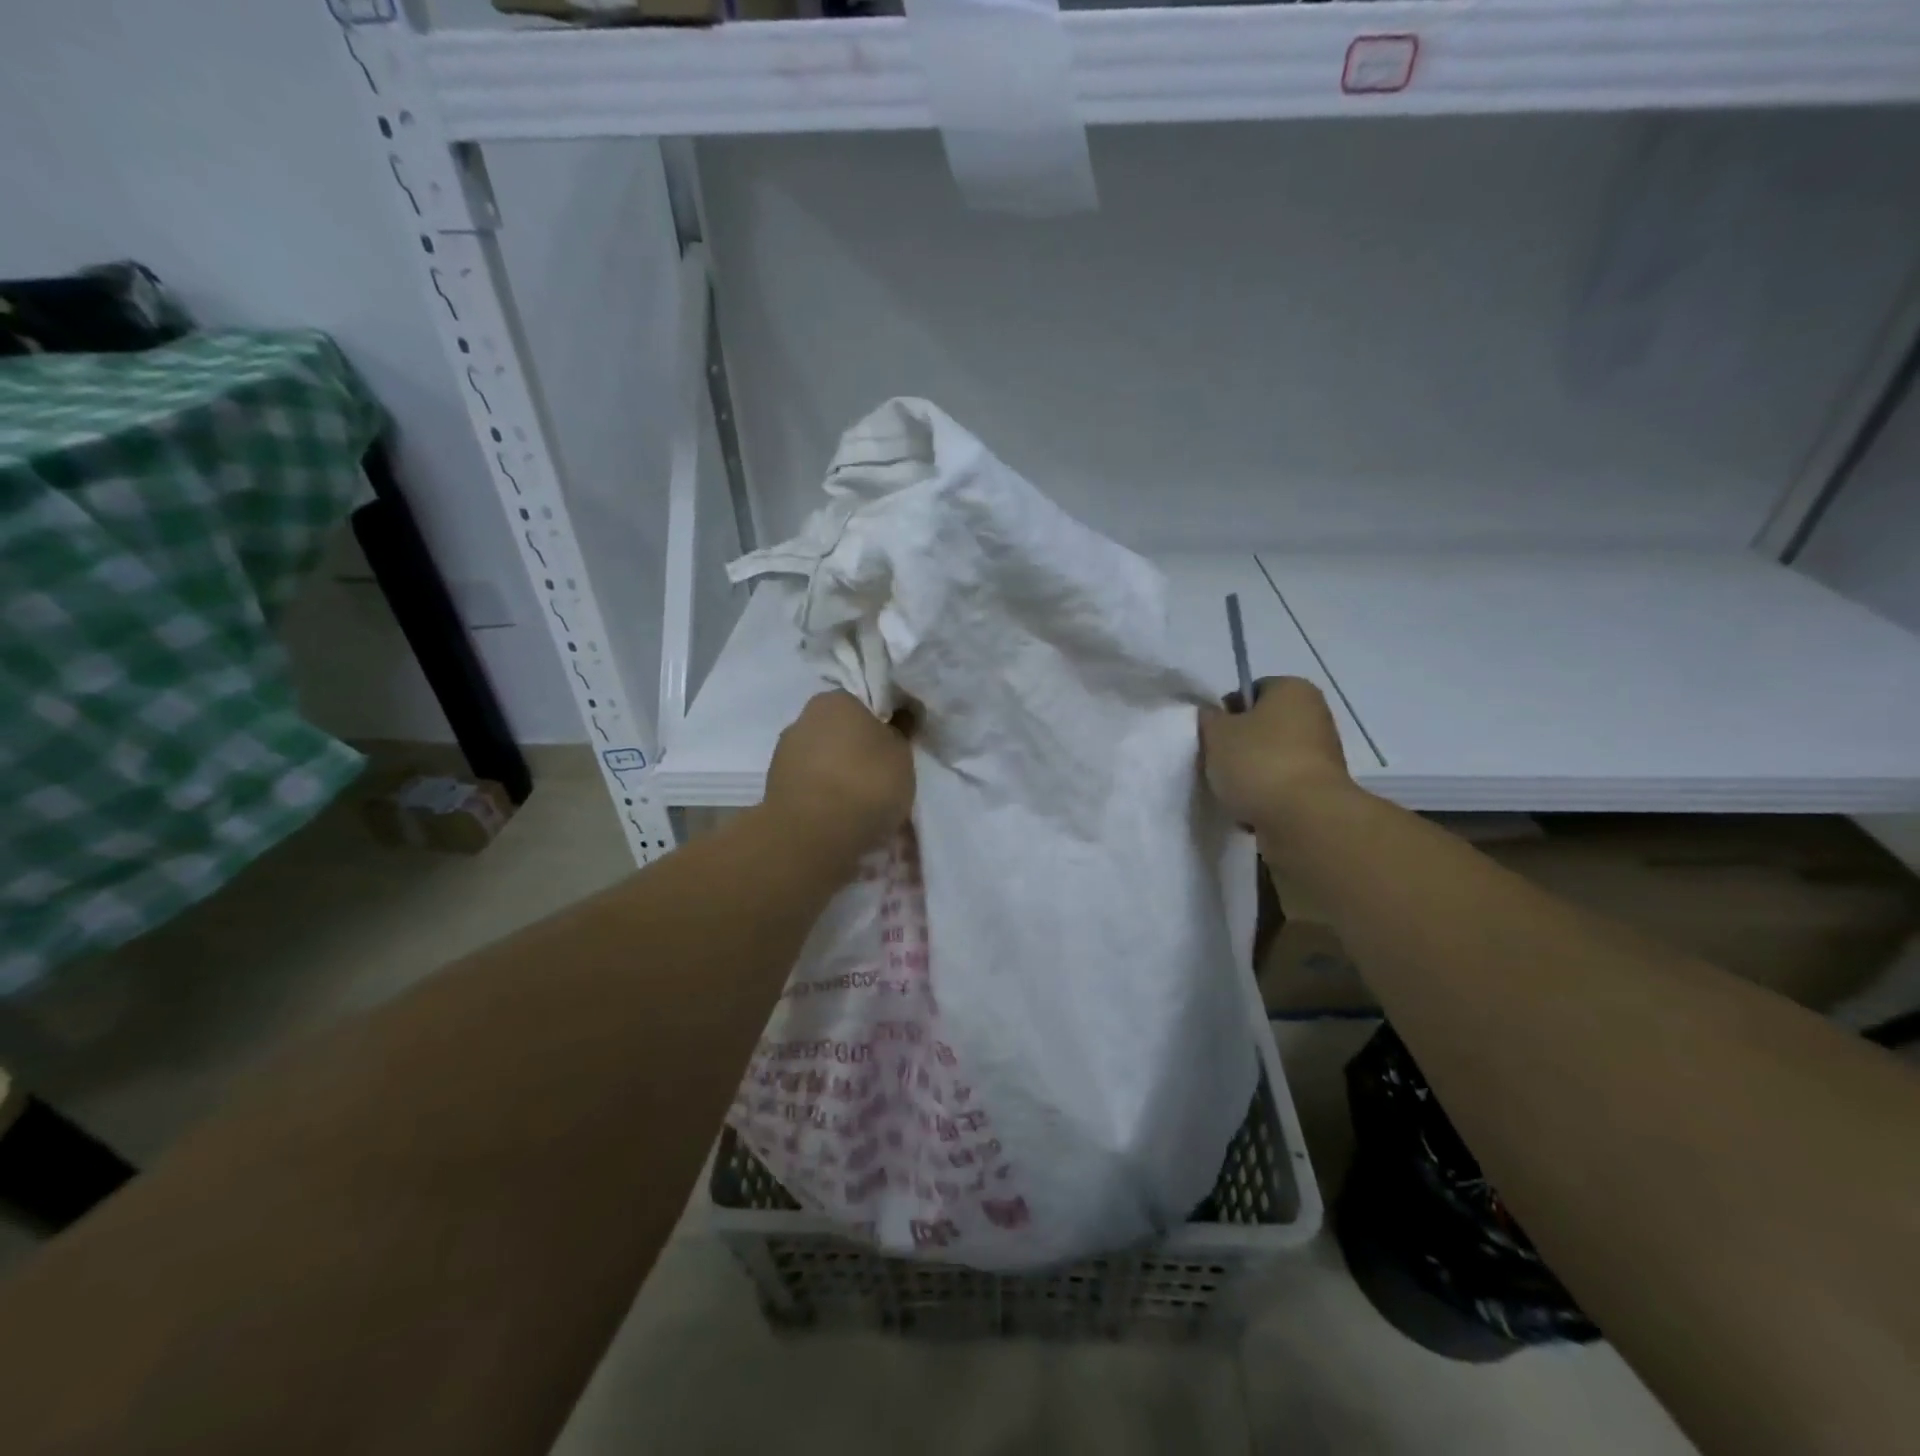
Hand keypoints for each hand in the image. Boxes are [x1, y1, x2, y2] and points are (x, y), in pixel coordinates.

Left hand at [763, 690, 915, 863]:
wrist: (813, 834)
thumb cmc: (866, 782)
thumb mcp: (902, 754)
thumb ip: (899, 734)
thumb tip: (896, 721)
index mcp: (835, 700)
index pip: (862, 705)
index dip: (881, 727)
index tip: (893, 751)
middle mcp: (803, 719)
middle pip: (839, 733)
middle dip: (856, 752)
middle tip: (880, 779)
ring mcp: (783, 755)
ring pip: (823, 762)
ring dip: (838, 777)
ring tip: (861, 807)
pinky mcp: (774, 789)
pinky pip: (810, 788)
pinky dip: (824, 799)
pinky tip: (841, 820)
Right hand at [1199, 676, 1352, 828]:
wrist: (1303, 818)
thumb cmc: (1258, 762)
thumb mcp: (1216, 733)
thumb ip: (1210, 719)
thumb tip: (1214, 716)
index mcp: (1293, 690)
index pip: (1253, 689)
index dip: (1228, 710)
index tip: (1214, 734)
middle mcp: (1315, 715)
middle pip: (1264, 725)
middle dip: (1240, 744)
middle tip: (1218, 762)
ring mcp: (1323, 754)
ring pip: (1273, 757)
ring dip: (1252, 772)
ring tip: (1233, 791)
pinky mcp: (1322, 788)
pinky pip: (1284, 785)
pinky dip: (1267, 795)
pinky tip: (1250, 810)